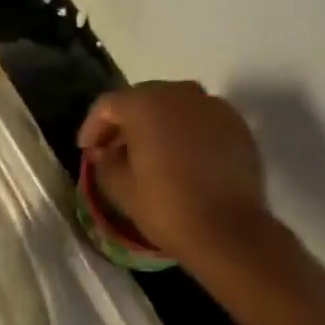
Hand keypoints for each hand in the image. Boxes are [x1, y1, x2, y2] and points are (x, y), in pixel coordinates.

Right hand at [78, 81, 270, 262]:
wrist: (229, 231)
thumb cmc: (166, 206)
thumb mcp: (120, 187)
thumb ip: (106, 160)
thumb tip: (106, 151)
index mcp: (144, 103)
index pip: (108, 105)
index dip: (93, 127)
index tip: (87, 150)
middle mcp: (179, 93)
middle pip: (143, 99)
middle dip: (126, 122)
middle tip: (115, 149)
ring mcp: (213, 106)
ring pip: (175, 107)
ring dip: (159, 124)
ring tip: (151, 153)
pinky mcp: (237, 125)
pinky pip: (202, 120)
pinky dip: (188, 133)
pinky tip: (184, 158)